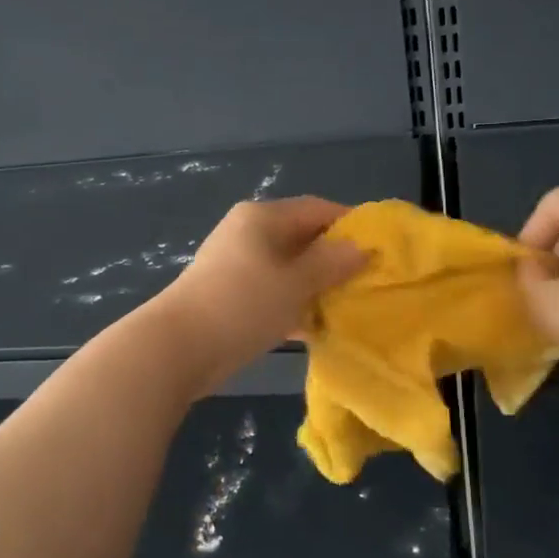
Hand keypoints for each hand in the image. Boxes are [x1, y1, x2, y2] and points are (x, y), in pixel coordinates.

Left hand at [154, 197, 365, 387]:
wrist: (178, 348)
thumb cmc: (242, 304)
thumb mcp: (295, 282)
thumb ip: (331, 262)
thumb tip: (361, 247)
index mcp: (263, 217)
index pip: (317, 209)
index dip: (350, 225)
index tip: (380, 248)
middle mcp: (249, 233)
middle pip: (302, 238)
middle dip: (334, 259)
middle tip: (368, 281)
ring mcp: (237, 264)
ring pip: (288, 268)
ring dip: (315, 285)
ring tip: (348, 306)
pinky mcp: (230, 295)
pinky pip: (272, 291)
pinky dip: (293, 304)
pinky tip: (315, 327)